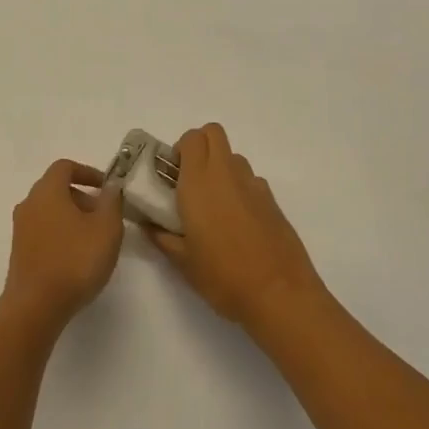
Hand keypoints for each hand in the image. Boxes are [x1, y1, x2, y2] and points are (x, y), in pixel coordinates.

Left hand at [3, 159, 124, 330]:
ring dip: (72, 217)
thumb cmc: (75, 260)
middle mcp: (29, 204)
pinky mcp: (20, 252)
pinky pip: (43, 231)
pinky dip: (61, 233)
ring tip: (94, 239)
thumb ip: (111, 202)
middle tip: (104, 216)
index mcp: (47, 191)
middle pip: (56, 189)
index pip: (65, 167)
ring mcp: (21, 229)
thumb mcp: (107, 228)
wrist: (35, 306)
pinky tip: (76, 257)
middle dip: (82, 197)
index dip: (88, 172)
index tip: (107, 187)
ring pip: (50, 211)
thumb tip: (110, 187)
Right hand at [149, 124, 325, 329]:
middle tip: (189, 180)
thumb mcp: (183, 262)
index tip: (172, 175)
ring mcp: (254, 185)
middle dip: (200, 146)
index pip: (191, 138)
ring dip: (220, 168)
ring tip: (214, 205)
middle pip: (213, 133)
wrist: (280, 295)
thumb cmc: (223, 276)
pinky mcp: (272, 201)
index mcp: (200, 182)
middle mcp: (227, 174)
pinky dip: (240, 189)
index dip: (180, 149)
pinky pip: (251, 181)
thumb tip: (148, 226)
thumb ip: (162, 238)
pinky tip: (238, 223)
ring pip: (234, 157)